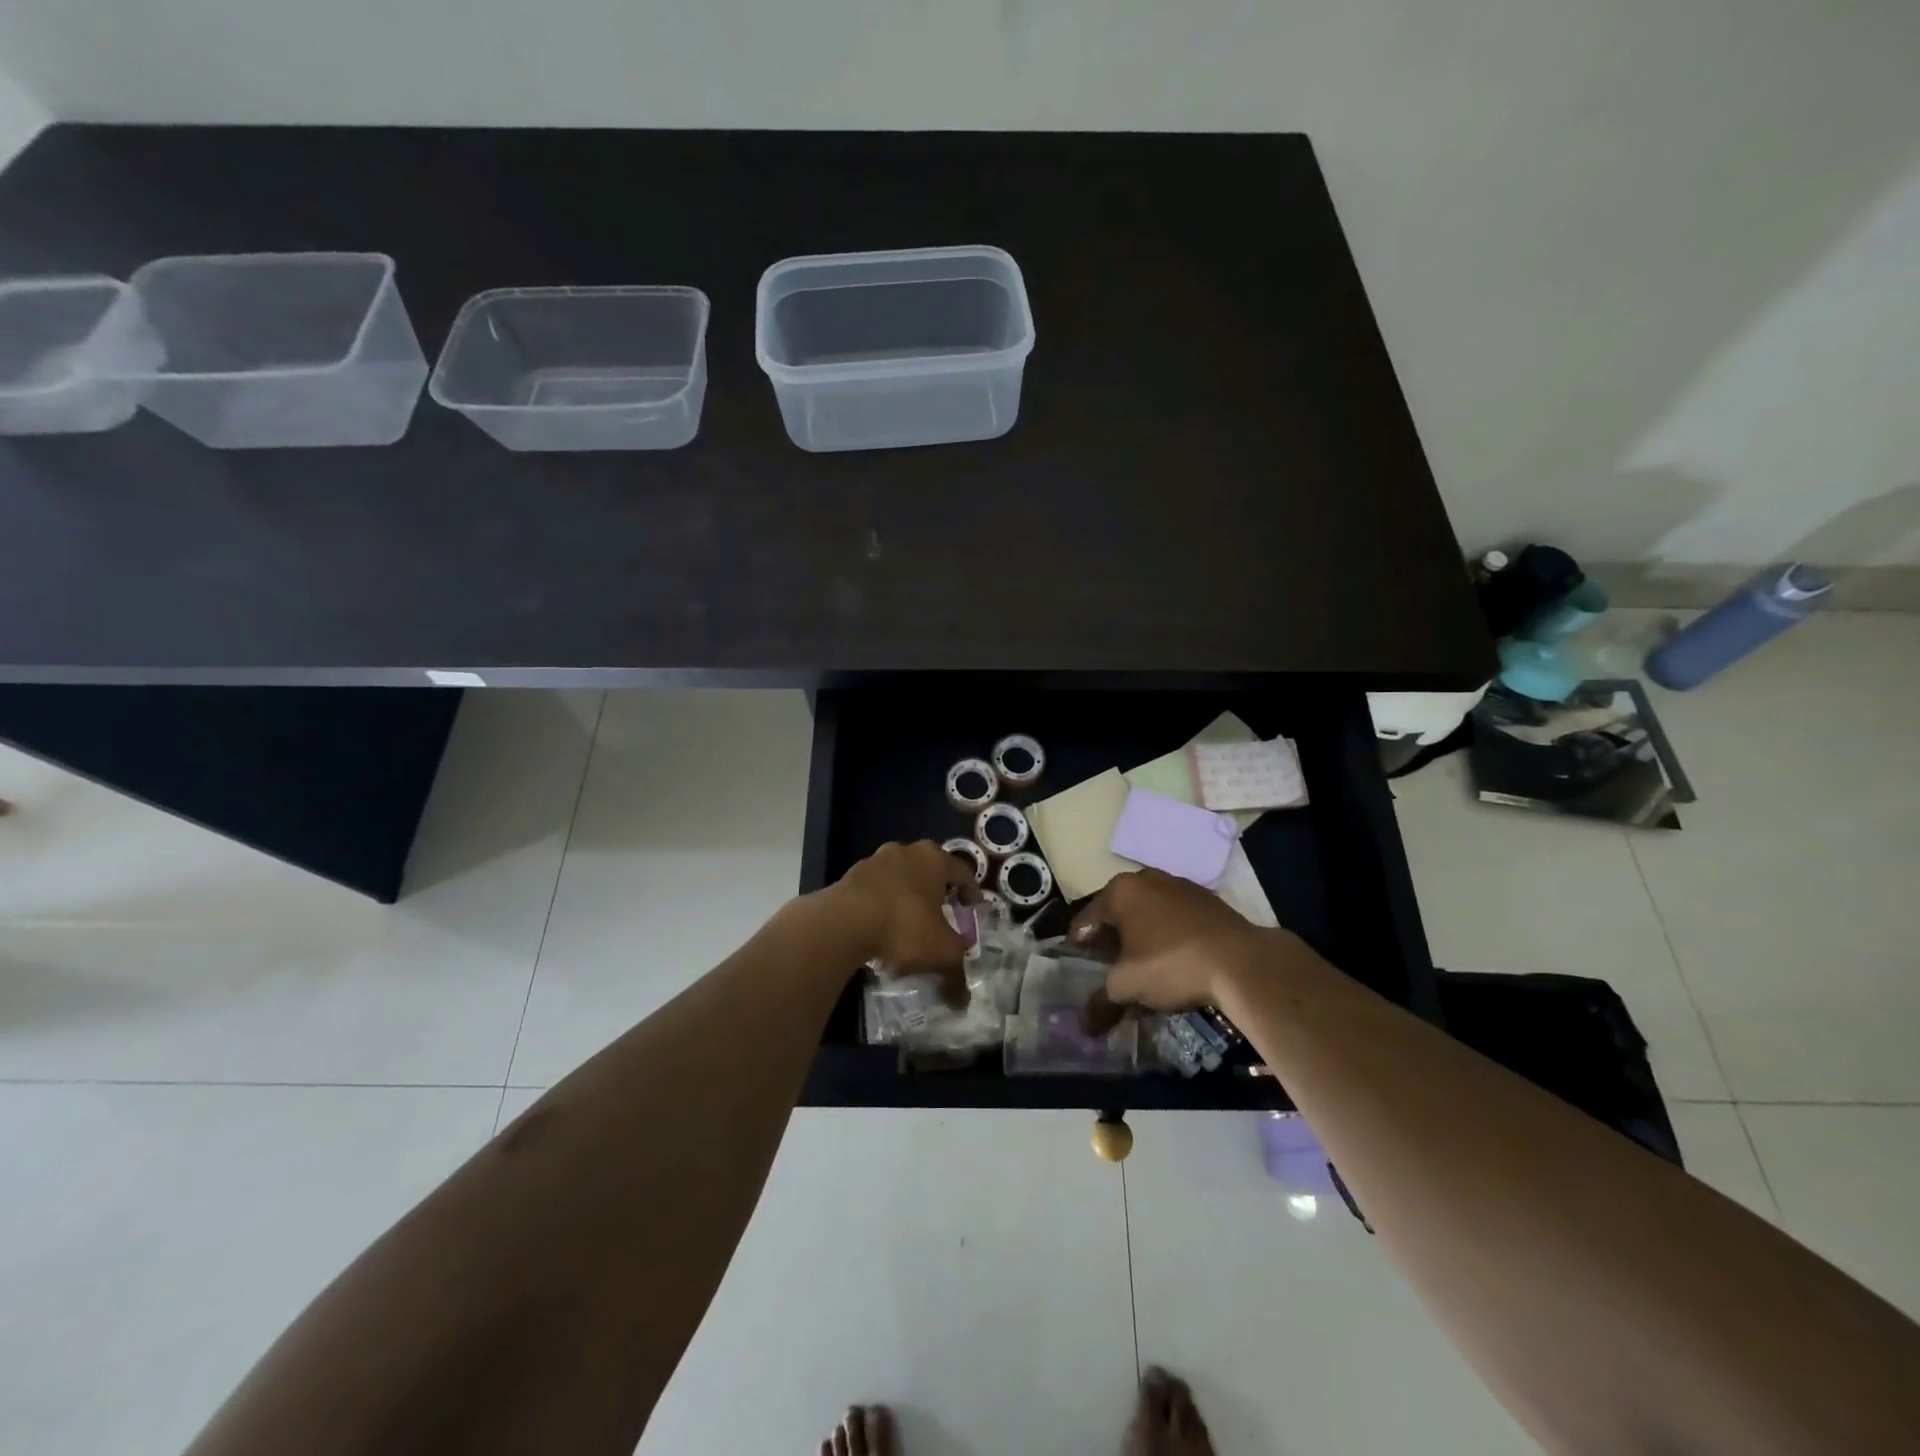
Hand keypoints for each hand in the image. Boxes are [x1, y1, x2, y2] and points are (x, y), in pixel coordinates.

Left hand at [824, 840, 981, 1001]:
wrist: (843, 923)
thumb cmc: (904, 926)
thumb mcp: (941, 954)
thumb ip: (956, 974)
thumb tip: (962, 1001)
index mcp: (934, 860)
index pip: (962, 873)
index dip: (971, 892)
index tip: (974, 908)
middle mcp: (906, 851)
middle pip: (929, 871)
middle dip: (936, 893)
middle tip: (943, 915)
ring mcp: (874, 861)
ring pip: (899, 880)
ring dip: (906, 899)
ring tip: (909, 927)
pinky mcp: (850, 876)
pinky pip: (875, 891)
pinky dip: (882, 906)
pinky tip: (881, 932)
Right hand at [1069, 868, 1291, 1009]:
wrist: (1241, 962)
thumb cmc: (1171, 964)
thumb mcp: (1128, 986)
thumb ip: (1101, 1001)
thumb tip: (1084, 1026)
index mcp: (1120, 890)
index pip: (1086, 920)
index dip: (1079, 947)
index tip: (1078, 970)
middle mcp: (1146, 879)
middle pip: (1117, 913)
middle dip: (1111, 941)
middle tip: (1109, 971)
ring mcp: (1179, 885)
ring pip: (1148, 913)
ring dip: (1141, 937)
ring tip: (1142, 968)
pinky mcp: (1207, 900)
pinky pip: (1174, 917)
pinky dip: (1168, 935)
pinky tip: (1174, 960)